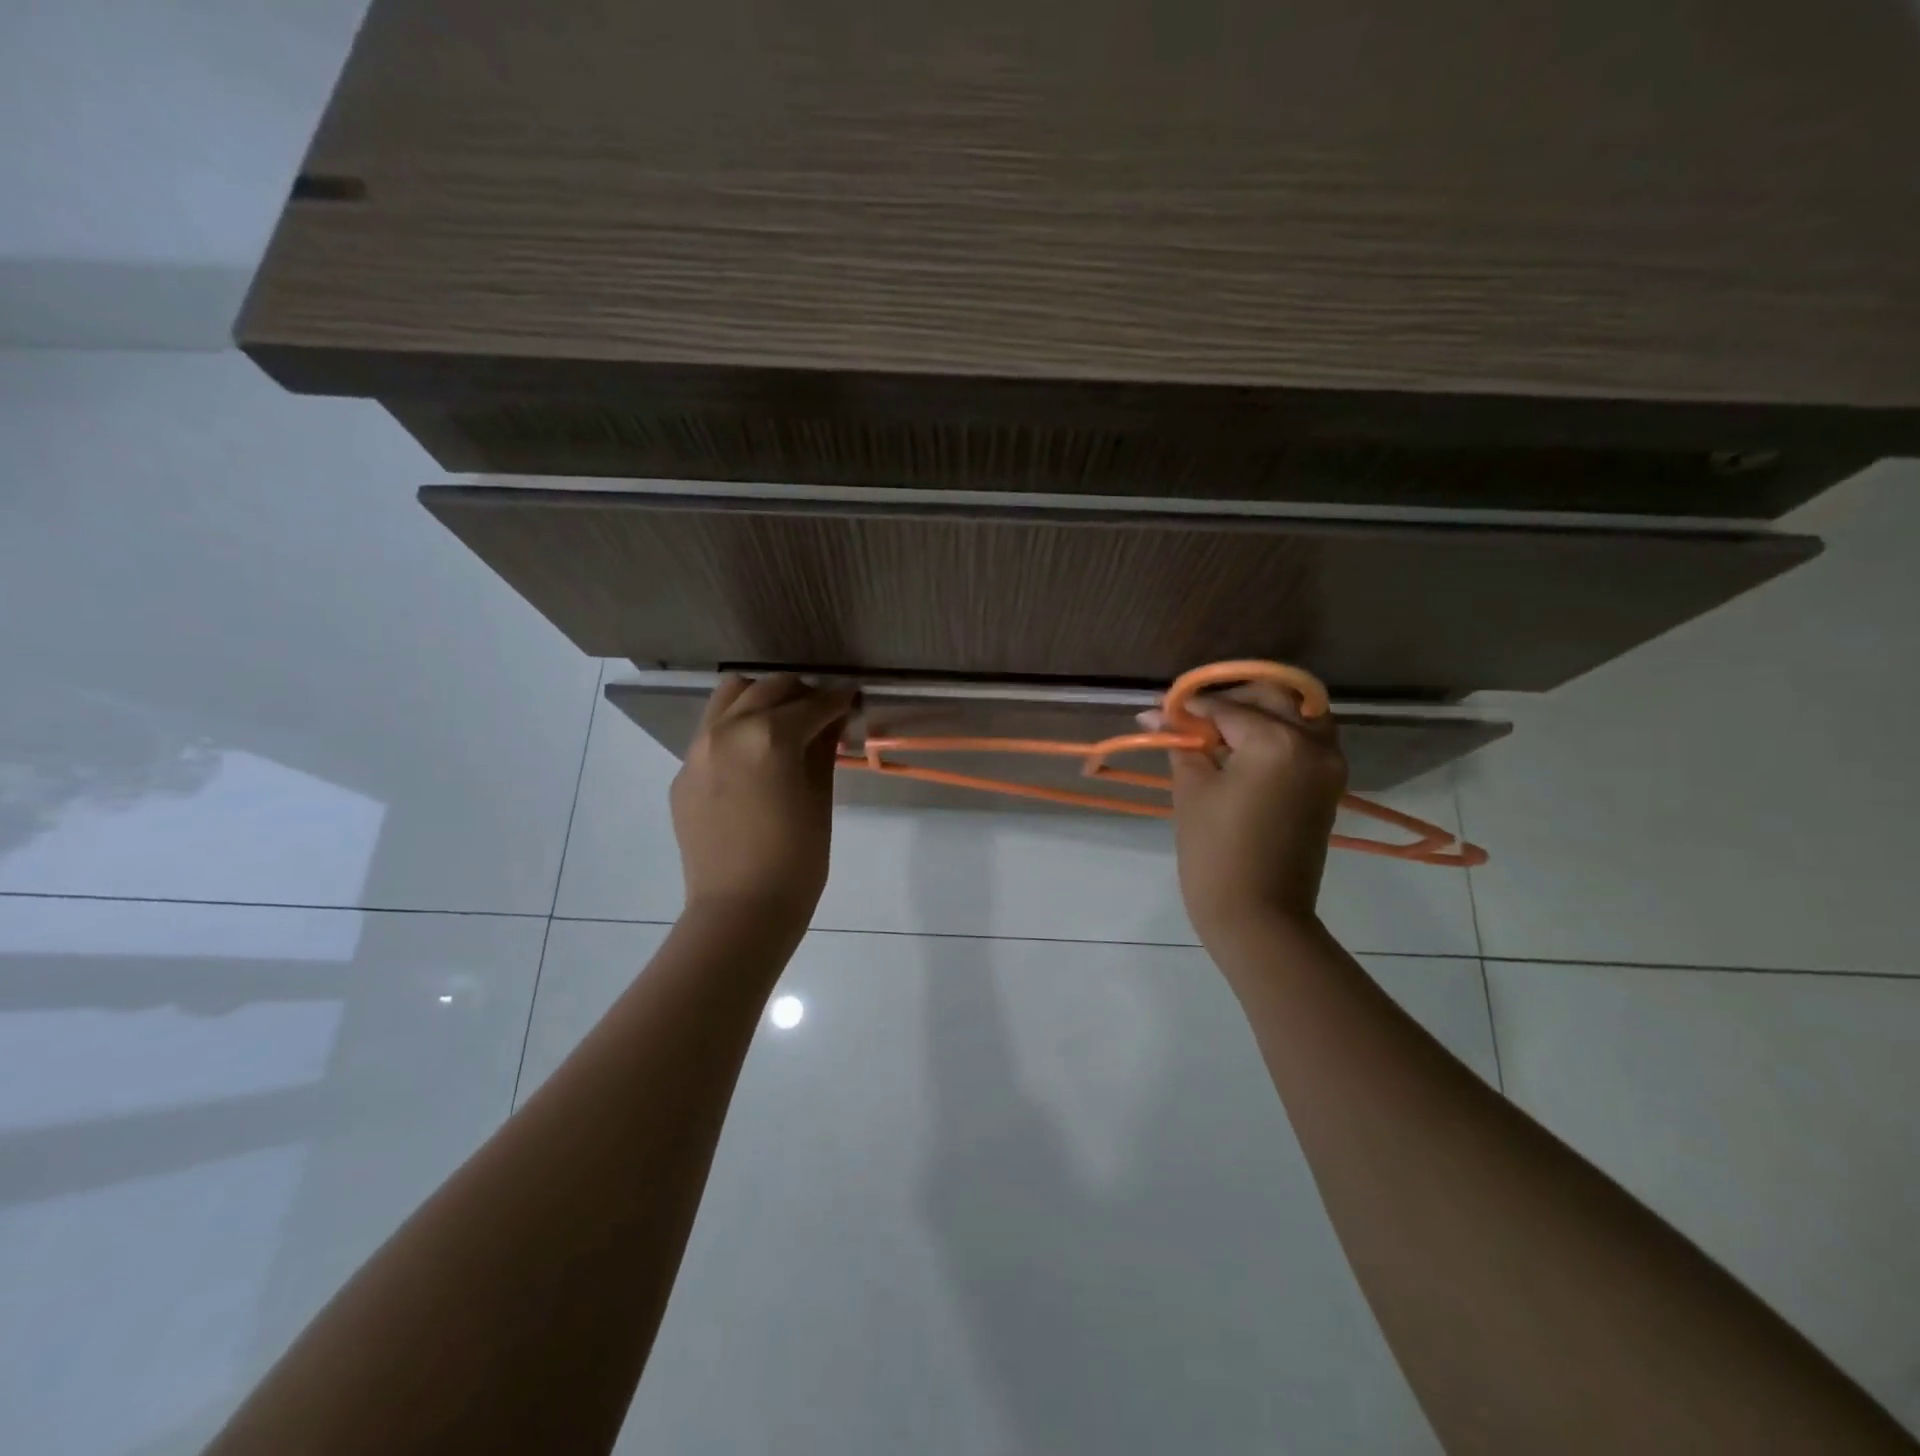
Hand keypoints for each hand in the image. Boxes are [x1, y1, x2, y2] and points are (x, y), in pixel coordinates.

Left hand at [671, 674, 856, 926]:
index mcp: (769, 736)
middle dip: (800, 693)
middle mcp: (728, 731)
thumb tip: (832, 720)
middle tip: (822, 711)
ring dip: (761, 698)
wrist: (740, 910)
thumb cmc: (796, 860)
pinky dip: (737, 727)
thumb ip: (824, 749)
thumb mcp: (820, 799)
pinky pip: (711, 732)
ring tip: (782, 720)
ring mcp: (698, 750)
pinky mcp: (683, 773)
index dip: (838, 699)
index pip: (812, 704)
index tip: (852, 698)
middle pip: (768, 689)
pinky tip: (754, 756)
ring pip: (730, 697)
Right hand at [1142, 683, 1348, 941]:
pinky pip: (1308, 738)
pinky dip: (1280, 730)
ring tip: (1221, 728)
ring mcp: (1329, 763)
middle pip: (1271, 696)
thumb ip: (1182, 743)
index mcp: (1277, 741)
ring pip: (1298, 712)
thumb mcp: (1192, 790)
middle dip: (1229, 699)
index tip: (1159, 709)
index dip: (1190, 708)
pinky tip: (1245, 746)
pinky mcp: (1330, 783)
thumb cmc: (1215, 852)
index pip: (1227, 708)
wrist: (1258, 914)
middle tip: (1192, 715)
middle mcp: (1313, 741)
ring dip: (1261, 710)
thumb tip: (1157, 713)